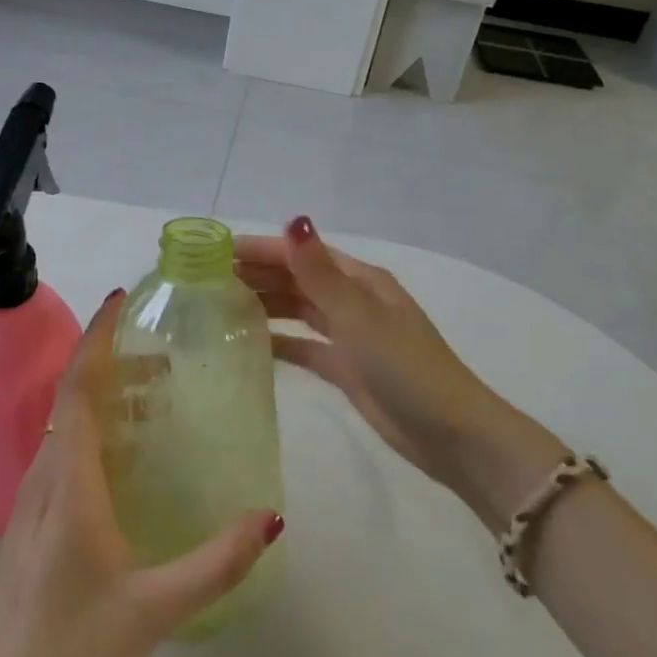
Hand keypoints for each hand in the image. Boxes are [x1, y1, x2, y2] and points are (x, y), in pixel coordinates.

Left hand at [0, 291, 283, 656]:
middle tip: (162, 354)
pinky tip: (124, 455)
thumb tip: (271, 517)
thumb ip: (216, 563)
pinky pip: (62, 454)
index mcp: (70, 485)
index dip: (97, 340)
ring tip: (154, 395)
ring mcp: (31, 502)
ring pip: (65, 426)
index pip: (79, 390)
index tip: (119, 301)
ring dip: (102, 396)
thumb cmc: (73, 653)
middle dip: (112, 363)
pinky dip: (92, 430)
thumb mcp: (156, 609)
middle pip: (73, 399)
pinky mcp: (30, 524)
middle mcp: (44, 479)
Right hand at [235, 218, 562, 526]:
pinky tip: (247, 343)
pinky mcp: (345, 369)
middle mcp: (352, 301)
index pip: (301, 254)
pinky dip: (278, 341)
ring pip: (297, 310)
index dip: (260, 249)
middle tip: (205, 281)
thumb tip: (293, 221)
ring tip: (218, 307)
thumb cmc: (407, 368)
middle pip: (297, 279)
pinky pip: (303, 346)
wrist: (451, 435)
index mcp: (360, 280)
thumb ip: (320, 274)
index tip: (216, 252)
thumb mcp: (361, 317)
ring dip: (264, 304)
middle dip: (257, 275)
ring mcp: (349, 336)